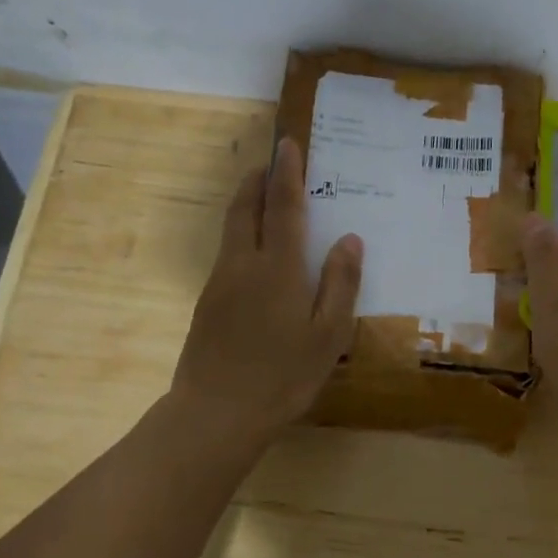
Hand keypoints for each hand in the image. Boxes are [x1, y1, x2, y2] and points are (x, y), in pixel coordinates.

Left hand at [170, 137, 362, 447]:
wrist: (216, 413)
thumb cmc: (283, 376)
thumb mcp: (329, 335)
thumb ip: (341, 283)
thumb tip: (349, 238)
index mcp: (279, 268)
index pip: (284, 206)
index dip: (288, 172)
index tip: (289, 143)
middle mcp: (244, 264)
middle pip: (247, 207)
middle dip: (259, 179)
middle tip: (273, 162)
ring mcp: (220, 282)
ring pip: (232, 228)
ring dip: (248, 203)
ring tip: (265, 195)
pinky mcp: (207, 303)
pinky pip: (227, 252)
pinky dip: (243, 233)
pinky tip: (257, 252)